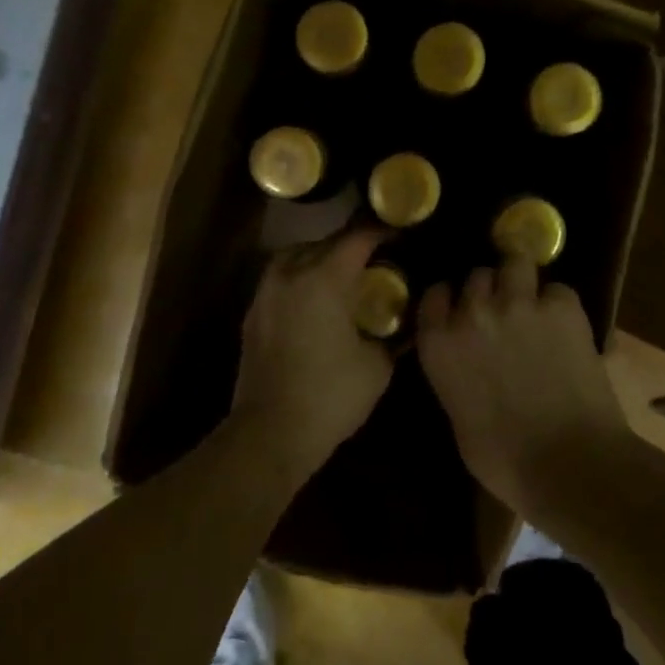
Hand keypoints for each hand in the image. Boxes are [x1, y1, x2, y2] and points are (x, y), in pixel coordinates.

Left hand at [232, 226, 394, 469]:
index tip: (402, 232)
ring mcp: (266, 292)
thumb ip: (395, 335)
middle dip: (354, 245)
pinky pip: (282, 278)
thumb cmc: (330, 397)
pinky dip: (302, 278)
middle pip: (327, 242)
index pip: (358, 238)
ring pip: (298, 256)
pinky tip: (318, 300)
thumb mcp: (377, 366)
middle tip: (380, 256)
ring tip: (346, 275)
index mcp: (324, 278)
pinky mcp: (253, 312)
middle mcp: (291, 273)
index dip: (382, 231)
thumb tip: (411, 322)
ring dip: (323, 257)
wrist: (270, 433)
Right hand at [416, 256, 630, 509]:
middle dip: (488, 291)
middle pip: (476, 276)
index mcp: (439, 344)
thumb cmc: (504, 459)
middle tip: (503, 312)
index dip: (450, 300)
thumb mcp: (459, 417)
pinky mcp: (562, 306)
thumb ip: (455, 375)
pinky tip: (566, 327)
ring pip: (515, 262)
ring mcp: (519, 303)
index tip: (460, 311)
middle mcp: (473, 312)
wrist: (569, 463)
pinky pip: (557, 289)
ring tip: (533, 301)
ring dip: (521, 279)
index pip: (434, 295)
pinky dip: (560, 304)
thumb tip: (467, 365)